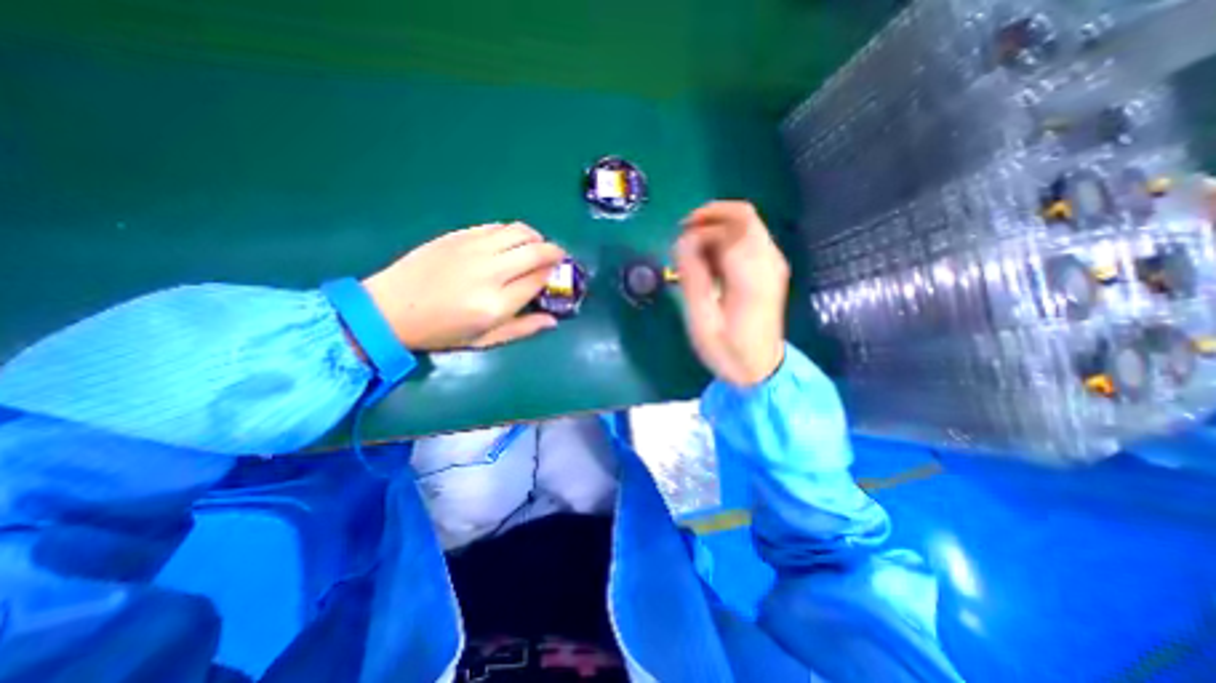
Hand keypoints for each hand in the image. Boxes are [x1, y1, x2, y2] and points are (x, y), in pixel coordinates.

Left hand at [359, 221, 570, 350]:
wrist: (390, 309)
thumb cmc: (440, 332)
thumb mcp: (485, 340)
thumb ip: (522, 329)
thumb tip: (553, 320)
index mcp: (496, 304)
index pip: (538, 279)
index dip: (552, 275)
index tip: (555, 276)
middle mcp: (490, 272)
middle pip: (535, 251)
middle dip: (554, 252)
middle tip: (557, 257)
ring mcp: (473, 249)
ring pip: (519, 231)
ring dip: (536, 237)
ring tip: (537, 246)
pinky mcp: (459, 235)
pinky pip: (496, 226)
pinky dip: (512, 232)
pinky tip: (511, 242)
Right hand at [674, 200, 787, 385]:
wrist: (761, 369)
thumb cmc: (728, 351)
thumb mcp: (702, 320)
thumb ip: (693, 277)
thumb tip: (683, 241)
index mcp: (752, 275)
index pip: (729, 228)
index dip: (699, 229)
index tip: (678, 248)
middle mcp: (769, 261)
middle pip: (743, 215)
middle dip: (709, 216)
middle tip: (682, 234)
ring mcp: (773, 264)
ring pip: (747, 223)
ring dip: (716, 227)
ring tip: (692, 251)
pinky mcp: (771, 269)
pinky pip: (749, 238)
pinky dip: (726, 239)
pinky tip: (710, 260)